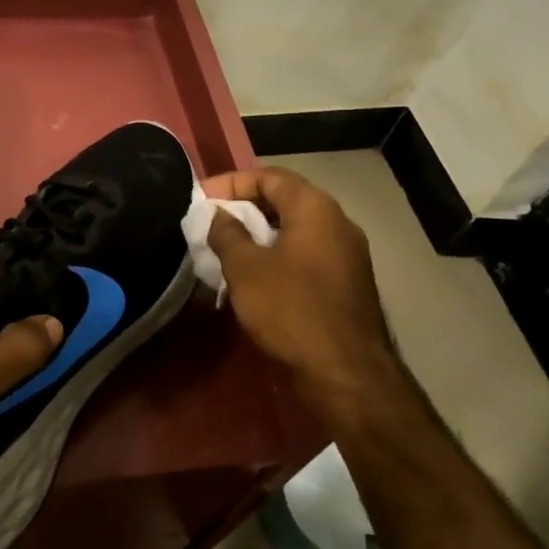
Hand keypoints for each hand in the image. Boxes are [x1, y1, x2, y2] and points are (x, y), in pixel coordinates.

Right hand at [204, 167, 397, 430]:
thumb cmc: (291, 310)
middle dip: (244, 209)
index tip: (201, 198)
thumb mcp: (246, 269)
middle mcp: (337, 222)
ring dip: (259, 236)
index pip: (269, 176)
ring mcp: (347, 254)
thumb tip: (219, 215)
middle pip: (284, 201)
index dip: (231, 183)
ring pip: (295, 231)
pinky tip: (253, 278)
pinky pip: (306, 255)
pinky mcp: (346, 283)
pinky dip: (277, 257)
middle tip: (210, 224)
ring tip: (225, 251)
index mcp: (315, 208)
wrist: (346, 373)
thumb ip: (227, 234)